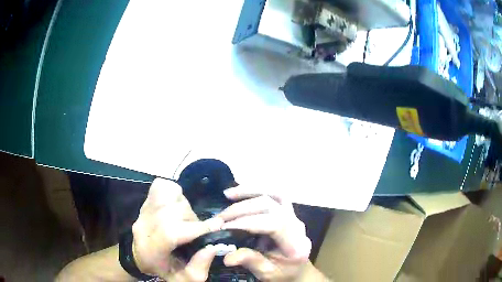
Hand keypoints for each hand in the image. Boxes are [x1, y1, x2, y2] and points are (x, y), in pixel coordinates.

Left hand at [131, 178, 222, 280]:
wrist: (141, 256)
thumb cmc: (164, 269)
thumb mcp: (184, 278)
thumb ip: (199, 267)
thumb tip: (212, 246)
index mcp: (151, 250)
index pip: (170, 232)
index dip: (197, 228)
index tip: (217, 226)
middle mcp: (144, 226)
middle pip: (173, 212)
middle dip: (192, 220)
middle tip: (196, 231)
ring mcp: (143, 211)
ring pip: (170, 196)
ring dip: (184, 207)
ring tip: (184, 220)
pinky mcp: (144, 202)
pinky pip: (162, 186)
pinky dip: (174, 193)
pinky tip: (176, 207)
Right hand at [218, 186, 311, 281]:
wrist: (298, 269)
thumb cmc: (284, 272)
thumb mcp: (268, 273)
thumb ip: (251, 262)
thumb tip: (227, 256)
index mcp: (295, 243)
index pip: (274, 223)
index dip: (248, 222)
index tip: (224, 227)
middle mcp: (297, 224)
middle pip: (271, 206)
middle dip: (242, 209)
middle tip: (220, 218)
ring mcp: (293, 214)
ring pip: (274, 194)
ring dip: (250, 191)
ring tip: (228, 194)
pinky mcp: (287, 210)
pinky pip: (274, 194)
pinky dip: (256, 190)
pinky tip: (240, 191)